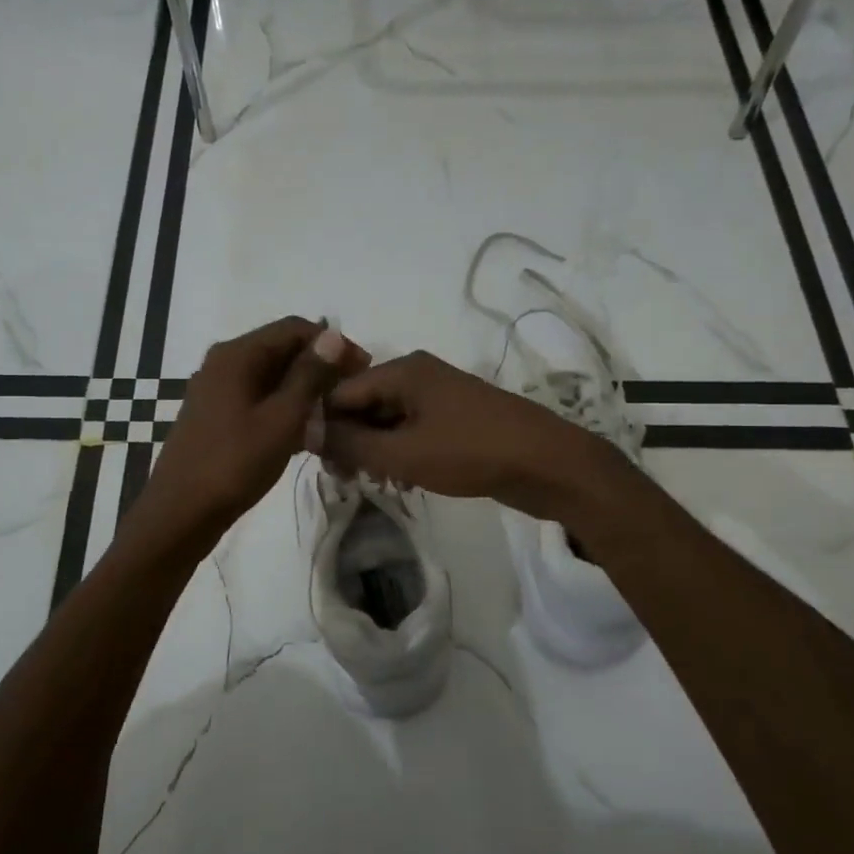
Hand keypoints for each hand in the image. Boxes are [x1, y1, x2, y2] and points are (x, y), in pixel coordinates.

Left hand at [135, 317, 369, 544]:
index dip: (332, 344)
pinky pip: (257, 400)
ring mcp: (216, 391)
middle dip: (319, 368)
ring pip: (270, 377)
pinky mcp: (216, 417)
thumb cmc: (235, 463)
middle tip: (351, 396)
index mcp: (237, 355)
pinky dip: (283, 409)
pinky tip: (306, 435)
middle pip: (280, 350)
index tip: (362, 370)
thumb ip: (308, 375)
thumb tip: (331, 336)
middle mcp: (223, 363)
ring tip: (334, 417)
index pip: (293, 328)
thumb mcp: (281, 418)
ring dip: (303, 391)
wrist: (180, 514)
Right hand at [317, 350, 616, 520]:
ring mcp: (438, 395)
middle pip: (363, 403)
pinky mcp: (454, 417)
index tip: (318, 463)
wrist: (548, 464)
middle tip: (344, 479)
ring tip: (371, 483)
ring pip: (387, 419)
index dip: (322, 424)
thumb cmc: (471, 452)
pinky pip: (411, 429)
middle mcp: (417, 374)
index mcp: (402, 370)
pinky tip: (399, 480)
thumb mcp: (402, 452)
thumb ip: (350, 442)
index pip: (340, 390)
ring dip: (374, 449)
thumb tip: (305, 430)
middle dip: (349, 439)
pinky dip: (399, 451)